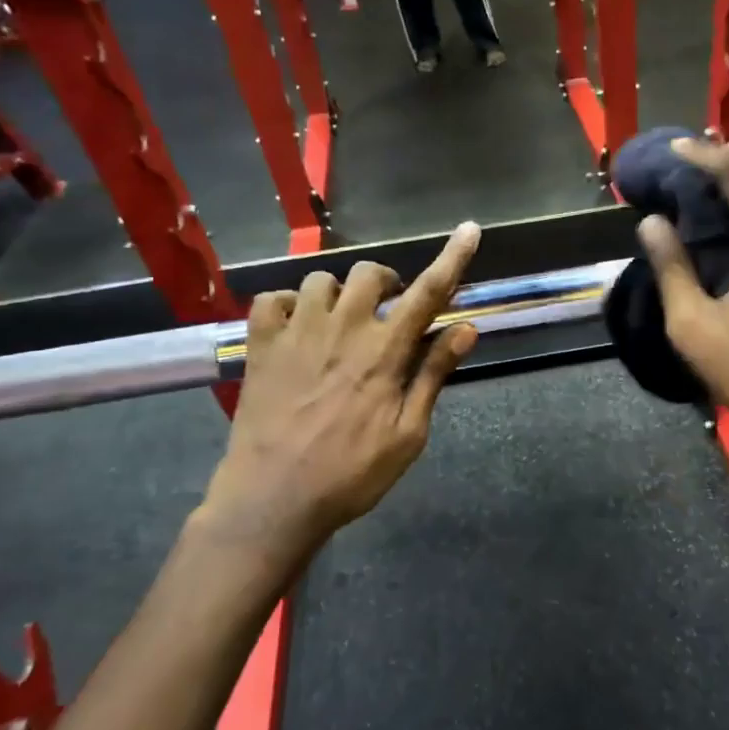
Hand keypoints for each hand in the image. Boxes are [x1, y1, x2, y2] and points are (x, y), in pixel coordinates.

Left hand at [195, 223, 481, 574]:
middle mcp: (342, 329)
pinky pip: (271, 299)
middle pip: (369, 275)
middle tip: (387, 312)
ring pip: (320, 280)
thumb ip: (433, 376)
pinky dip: (286, 305)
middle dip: (385, 284)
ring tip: (339, 321)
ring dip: (338, 294)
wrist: (273, 499)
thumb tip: (466, 330)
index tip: (468, 230)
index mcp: (384, 352)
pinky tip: (295, 327)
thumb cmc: (351, 474)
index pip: (428, 293)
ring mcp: (296, 333)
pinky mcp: (260, 345)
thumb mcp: (407, 435)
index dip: (452, 258)